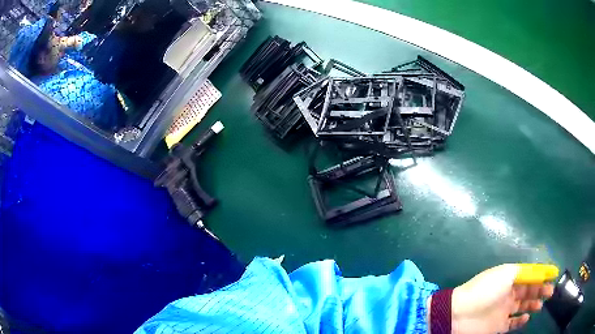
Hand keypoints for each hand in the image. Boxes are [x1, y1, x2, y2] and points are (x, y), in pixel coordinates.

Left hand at [449, 264, 555, 333]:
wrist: (460, 314)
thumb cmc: (485, 290)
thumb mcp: (506, 273)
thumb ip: (523, 272)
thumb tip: (537, 271)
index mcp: (509, 278)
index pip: (529, 275)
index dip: (542, 274)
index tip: (554, 274)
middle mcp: (508, 293)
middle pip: (528, 290)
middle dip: (540, 290)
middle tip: (550, 291)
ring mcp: (503, 310)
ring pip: (523, 306)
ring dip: (533, 304)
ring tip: (541, 304)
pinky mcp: (498, 325)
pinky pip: (513, 322)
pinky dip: (521, 320)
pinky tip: (527, 317)